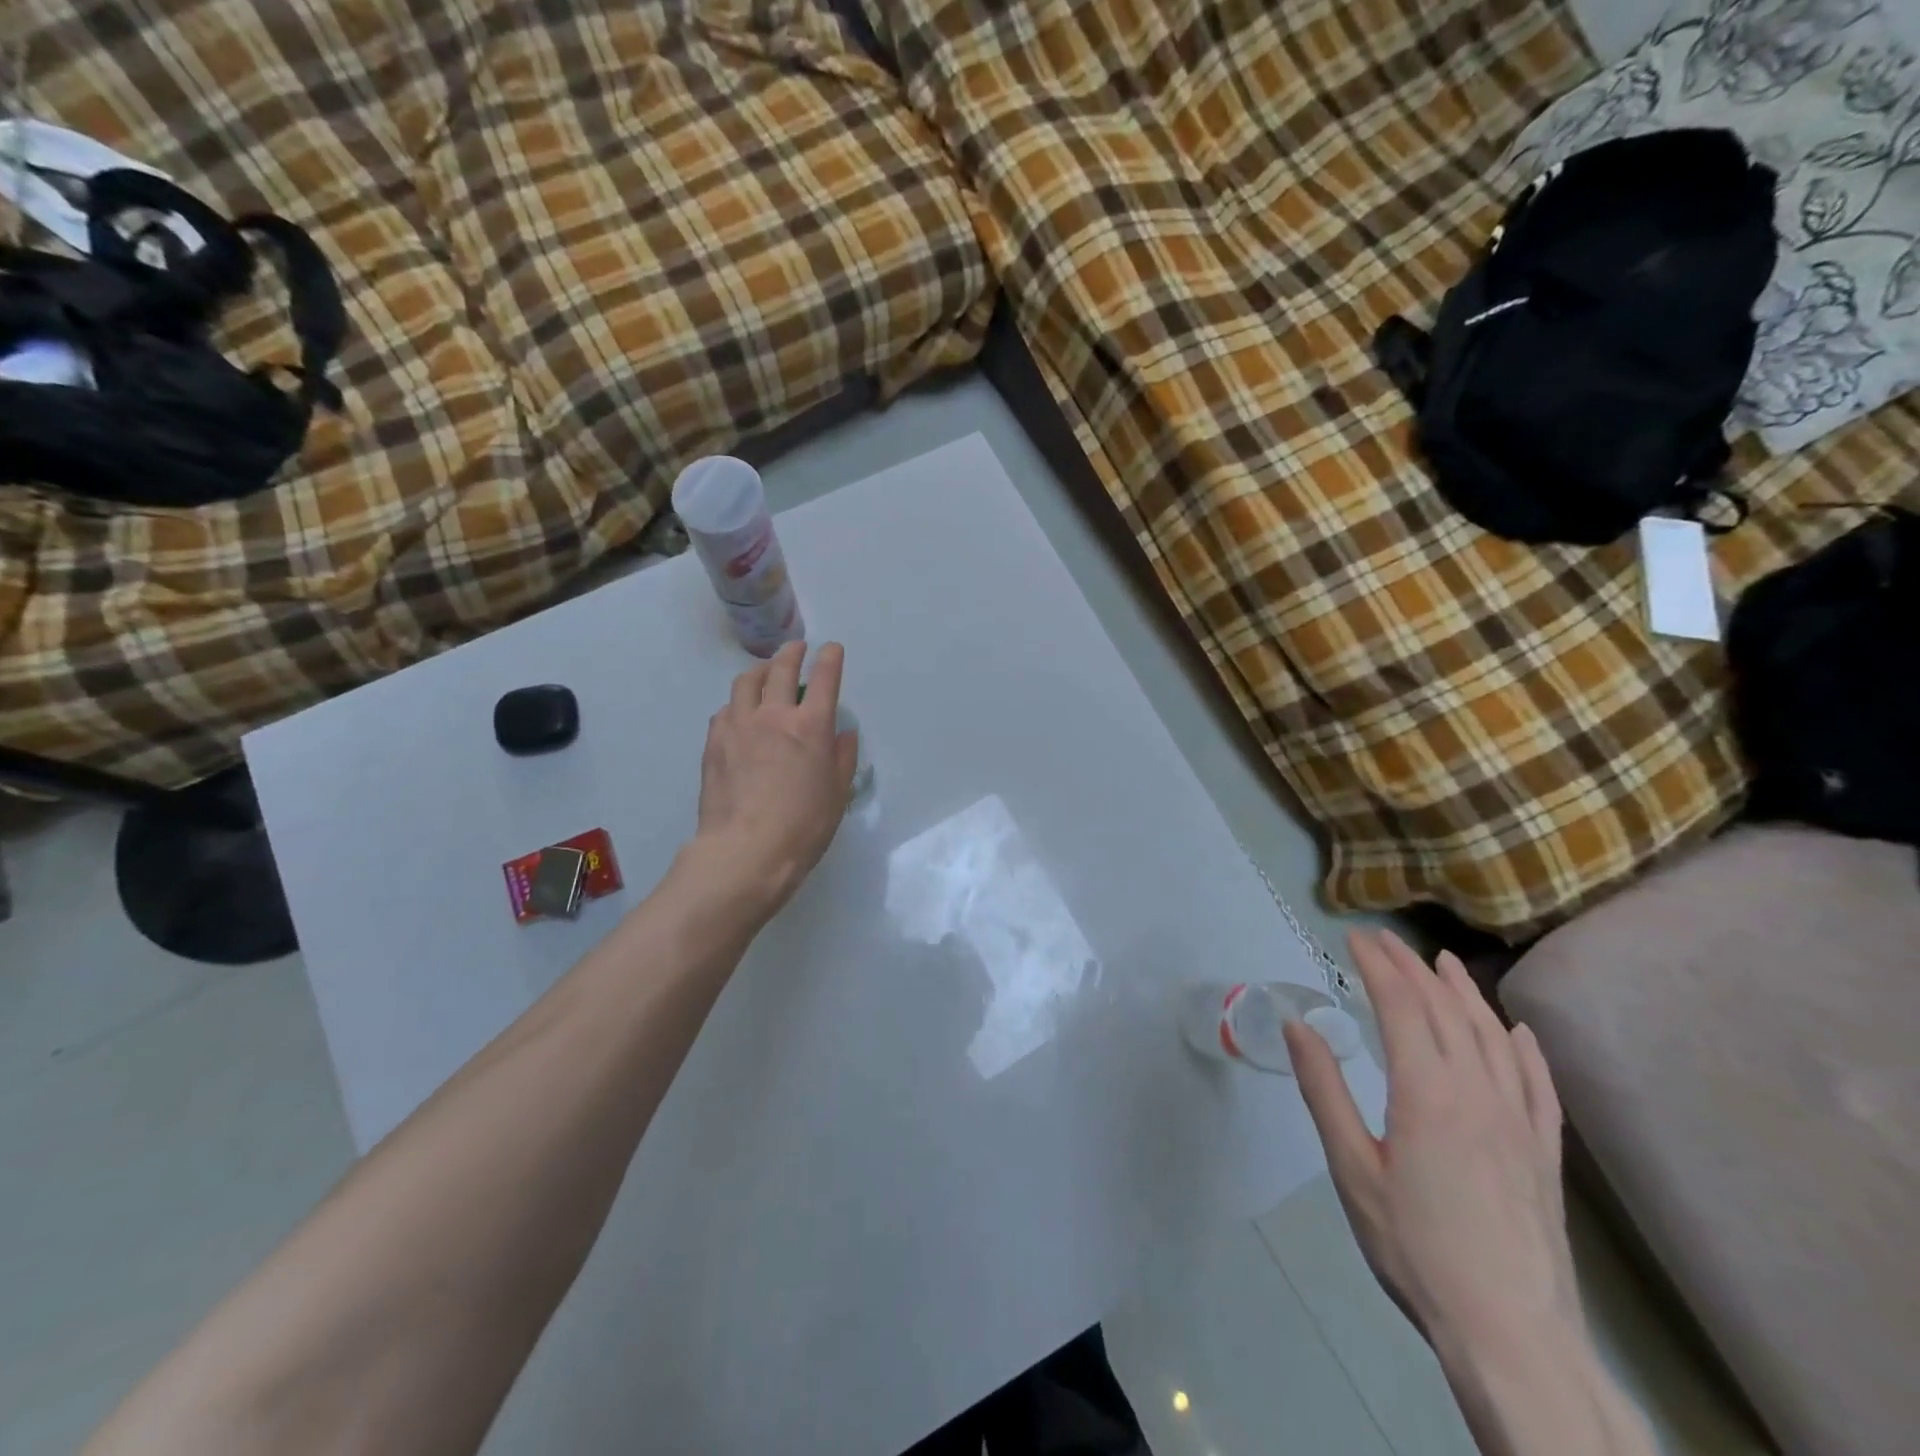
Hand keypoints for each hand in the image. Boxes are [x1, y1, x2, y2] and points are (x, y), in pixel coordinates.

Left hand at [690, 640, 858, 920]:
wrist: (745, 851)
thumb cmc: (803, 826)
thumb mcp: (837, 794)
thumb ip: (842, 758)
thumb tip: (843, 734)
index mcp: (810, 727)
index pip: (824, 678)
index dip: (830, 658)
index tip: (831, 649)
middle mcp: (773, 715)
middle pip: (780, 668)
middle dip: (792, 652)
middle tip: (797, 649)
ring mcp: (739, 726)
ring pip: (746, 682)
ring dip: (760, 671)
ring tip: (765, 673)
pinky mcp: (714, 742)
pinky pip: (726, 710)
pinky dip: (738, 703)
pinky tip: (740, 714)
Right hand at [1284, 930, 1580, 1353]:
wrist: (1512, 1336)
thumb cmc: (1416, 1248)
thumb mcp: (1352, 1169)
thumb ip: (1324, 1091)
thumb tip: (1298, 1025)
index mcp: (1427, 1092)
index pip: (1401, 1005)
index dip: (1377, 965)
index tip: (1354, 938)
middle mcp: (1479, 1092)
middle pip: (1445, 1010)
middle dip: (1412, 967)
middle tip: (1386, 941)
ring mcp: (1520, 1122)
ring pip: (1494, 1037)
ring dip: (1466, 993)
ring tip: (1445, 963)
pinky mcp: (1545, 1154)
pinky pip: (1539, 1084)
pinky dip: (1525, 1049)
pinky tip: (1518, 1032)